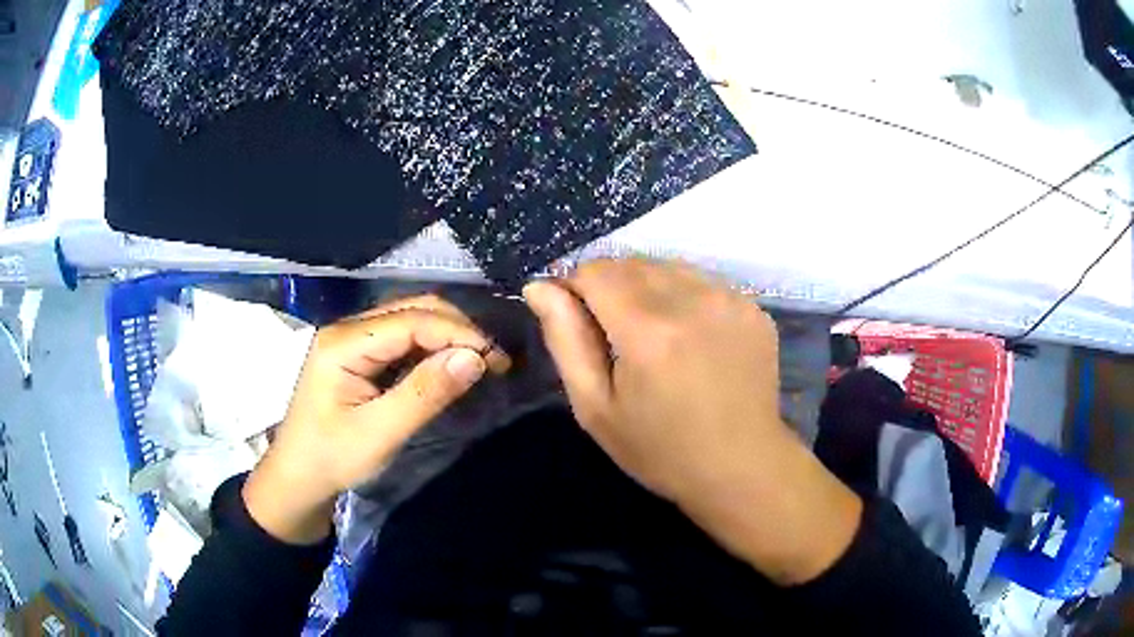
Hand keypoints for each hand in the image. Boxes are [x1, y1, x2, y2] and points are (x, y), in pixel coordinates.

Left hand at [243, 295, 510, 543]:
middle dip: (457, 329)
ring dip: (447, 335)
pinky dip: (431, 348)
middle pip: (412, 309)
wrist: (297, 479)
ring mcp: (351, 339)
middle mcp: (347, 329)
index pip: (412, 320)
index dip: (459, 333)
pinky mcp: (358, 355)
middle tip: (494, 360)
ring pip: (409, 320)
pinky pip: (402, 339)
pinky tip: (450, 365)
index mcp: (344, 342)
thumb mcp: (380, 433)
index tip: (497, 359)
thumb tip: (475, 358)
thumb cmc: (332, 459)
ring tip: (480, 361)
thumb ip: (425, 393)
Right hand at [524, 259, 860, 584]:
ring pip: (668, 267)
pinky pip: (703, 282)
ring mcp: (730, 300)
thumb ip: (565, 340)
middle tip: (617, 338)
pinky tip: (692, 340)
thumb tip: (540, 286)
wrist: (741, 466)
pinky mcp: (753, 307)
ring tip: (656, 338)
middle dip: (611, 288)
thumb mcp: (596, 408)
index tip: (579, 321)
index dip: (576, 288)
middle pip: (632, 264)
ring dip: (649, 289)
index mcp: (648, 331)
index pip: (595, 270)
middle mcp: (693, 301)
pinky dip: (685, 298)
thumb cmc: (660, 449)